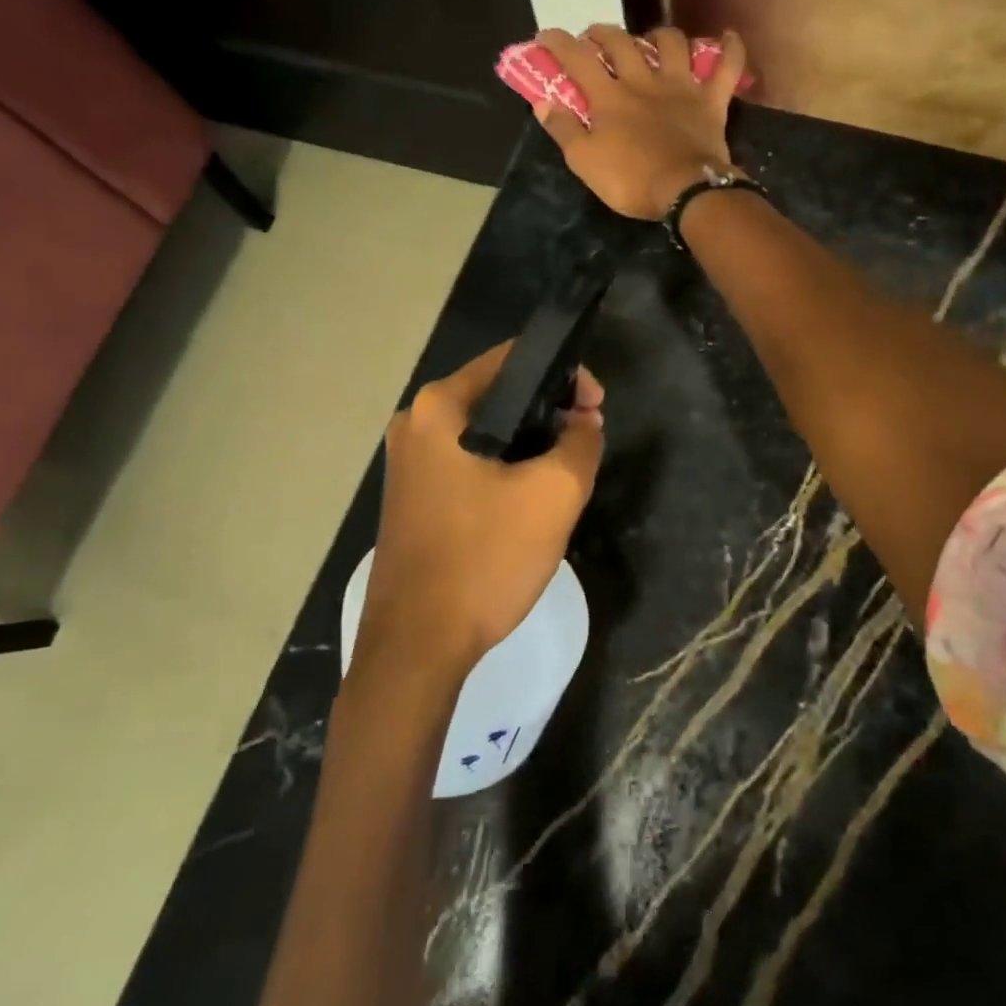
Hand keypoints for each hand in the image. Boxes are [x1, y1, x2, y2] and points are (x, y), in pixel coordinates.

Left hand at [360, 343, 605, 679]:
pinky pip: (469, 462)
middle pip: (499, 393)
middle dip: (549, 411)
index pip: (513, 358)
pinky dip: (505, 467)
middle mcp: (416, 423)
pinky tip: (529, 499)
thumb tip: (584, 422)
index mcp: (440, 406)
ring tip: (566, 471)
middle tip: (586, 441)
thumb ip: (581, 443)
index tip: (596, 407)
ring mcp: (409, 462)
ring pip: (486, 432)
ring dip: (530, 443)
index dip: (565, 373)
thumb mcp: (553, 495)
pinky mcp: (413, 496)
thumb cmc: (484, 558)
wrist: (417, 647)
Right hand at [533, 24, 747, 219]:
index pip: (577, 59)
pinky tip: (729, 35)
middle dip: (602, 33)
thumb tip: (541, 102)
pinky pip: (727, 67)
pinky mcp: (711, 100)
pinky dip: (731, 49)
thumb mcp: (585, 162)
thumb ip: (563, 130)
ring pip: (672, 43)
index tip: (545, 36)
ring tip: (652, 39)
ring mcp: (681, 87)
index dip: (558, 43)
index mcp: (609, 97)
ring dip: (659, 35)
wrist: (686, 191)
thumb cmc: (631, 181)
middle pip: (621, 42)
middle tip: (594, 37)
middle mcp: (643, 81)